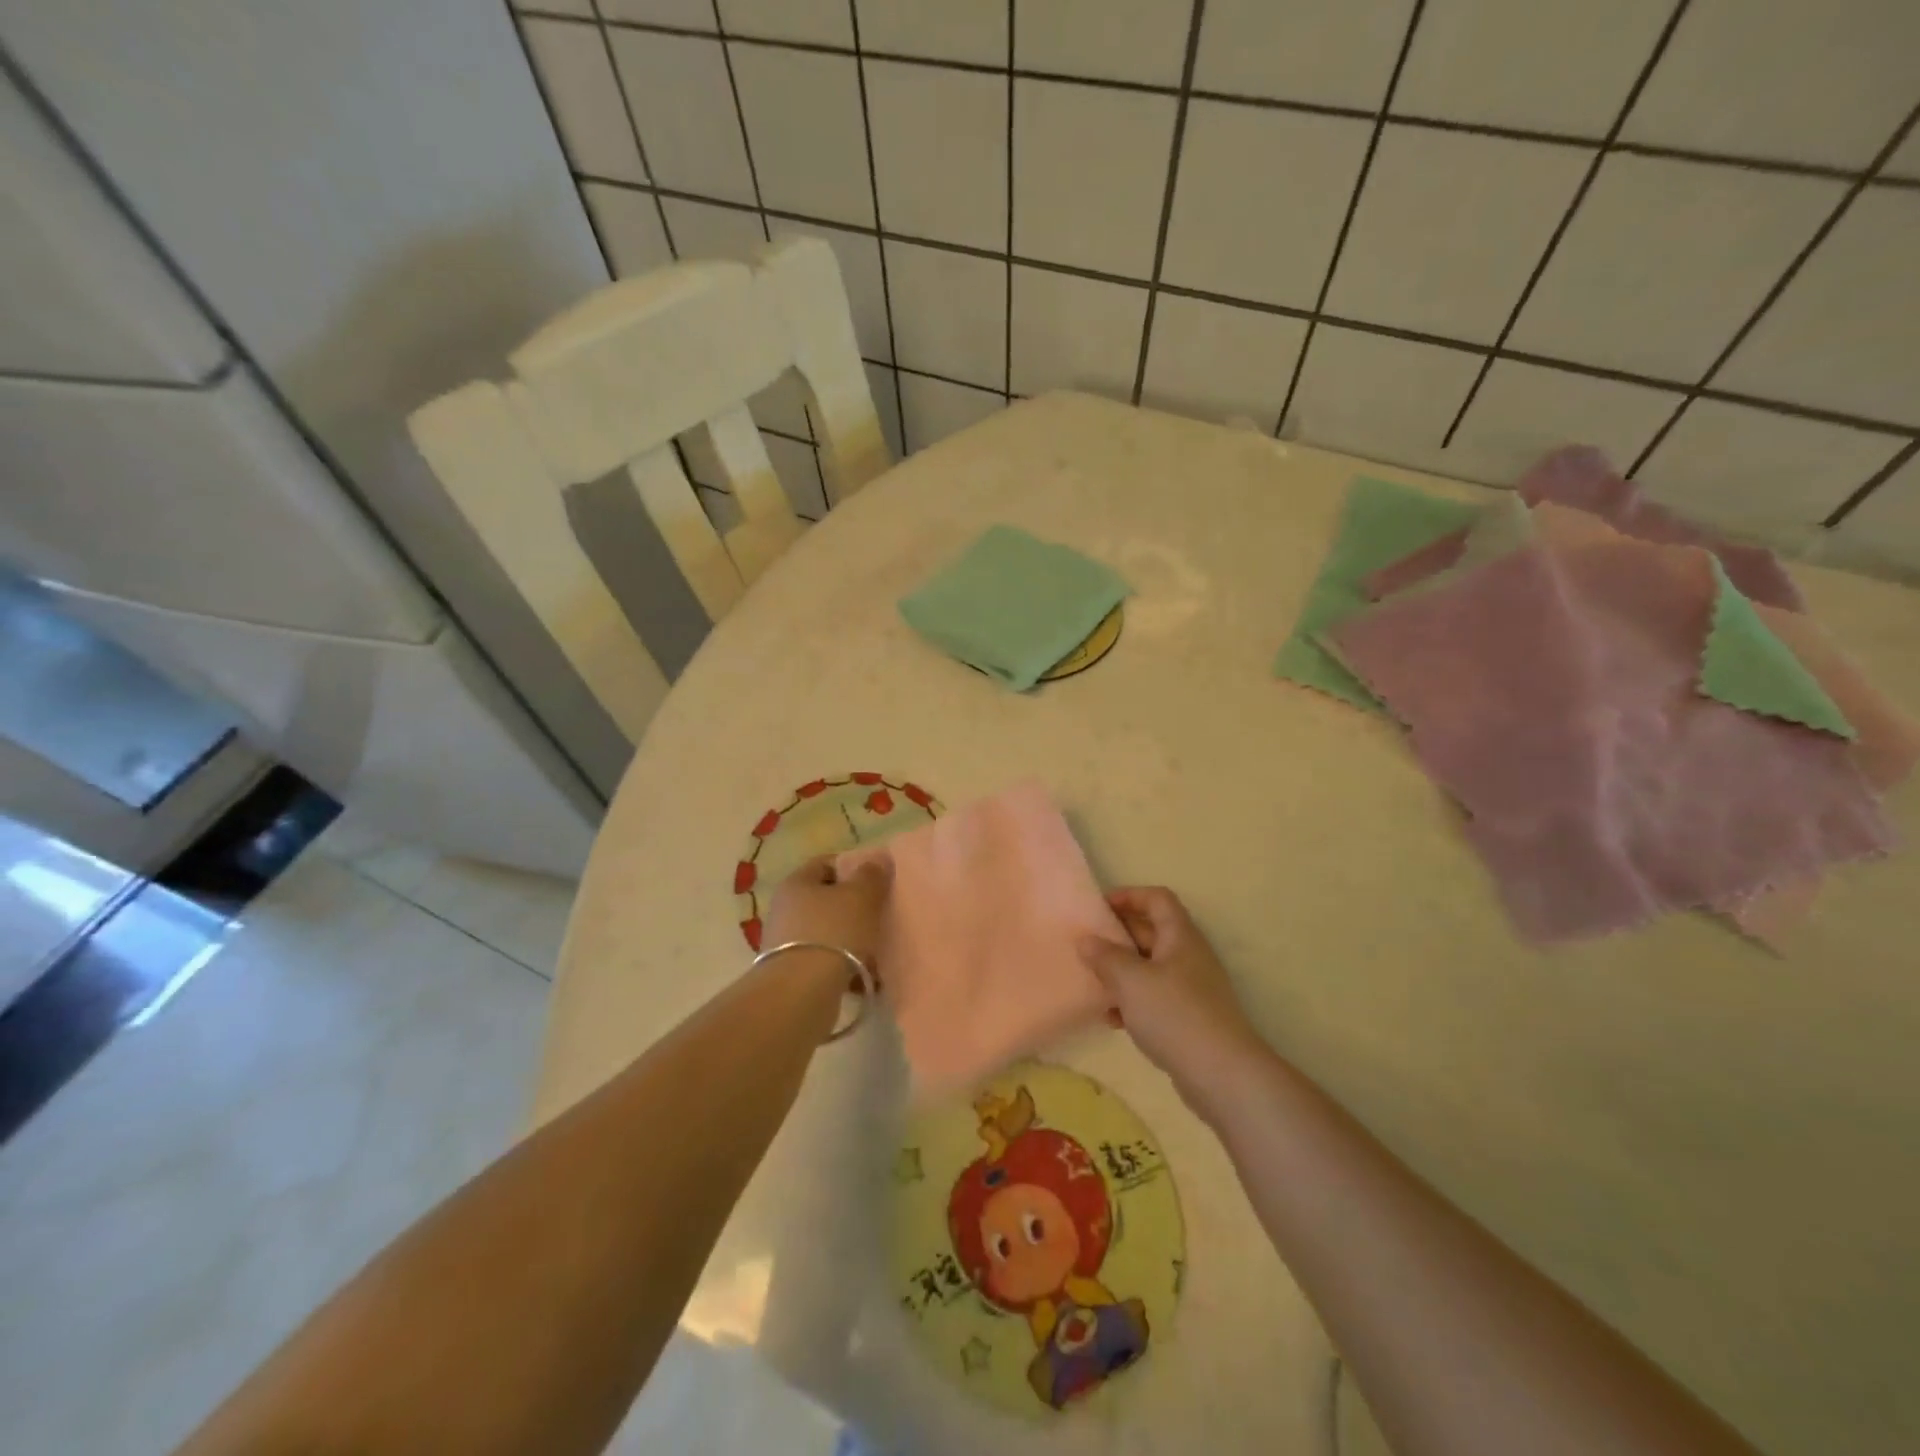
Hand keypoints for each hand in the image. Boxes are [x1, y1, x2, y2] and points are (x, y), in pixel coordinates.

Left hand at [764, 855, 889, 971]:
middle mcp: (786, 909)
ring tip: (879, 950)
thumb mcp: (861, 896)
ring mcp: (787, 943)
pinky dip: (847, 967)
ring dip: (853, 940)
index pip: (825, 863)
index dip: (852, 866)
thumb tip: (877, 860)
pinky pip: (827, 962)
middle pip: (827, 900)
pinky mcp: (793, 973)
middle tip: (882, 913)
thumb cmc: (833, 931)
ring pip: (829, 933)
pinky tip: (869, 977)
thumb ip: (871, 875)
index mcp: (797, 883)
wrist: (801, 993)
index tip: (877, 878)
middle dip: (855, 907)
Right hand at [1080, 887, 1264, 1106]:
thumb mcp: (1131, 980)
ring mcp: (1191, 989)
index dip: (1129, 896)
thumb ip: (1105, 957)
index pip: (1157, 899)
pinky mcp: (1188, 1018)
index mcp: (1180, 936)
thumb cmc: (1174, 1014)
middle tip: (1086, 945)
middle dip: (1118, 935)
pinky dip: (1132, 1001)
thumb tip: (1086, 940)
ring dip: (1121, 971)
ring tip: (1094, 983)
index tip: (1099, 908)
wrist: (1222, 1075)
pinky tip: (1112, 1019)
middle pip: (1151, 931)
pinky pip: (1154, 997)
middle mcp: (1188, 956)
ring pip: (1149, 967)